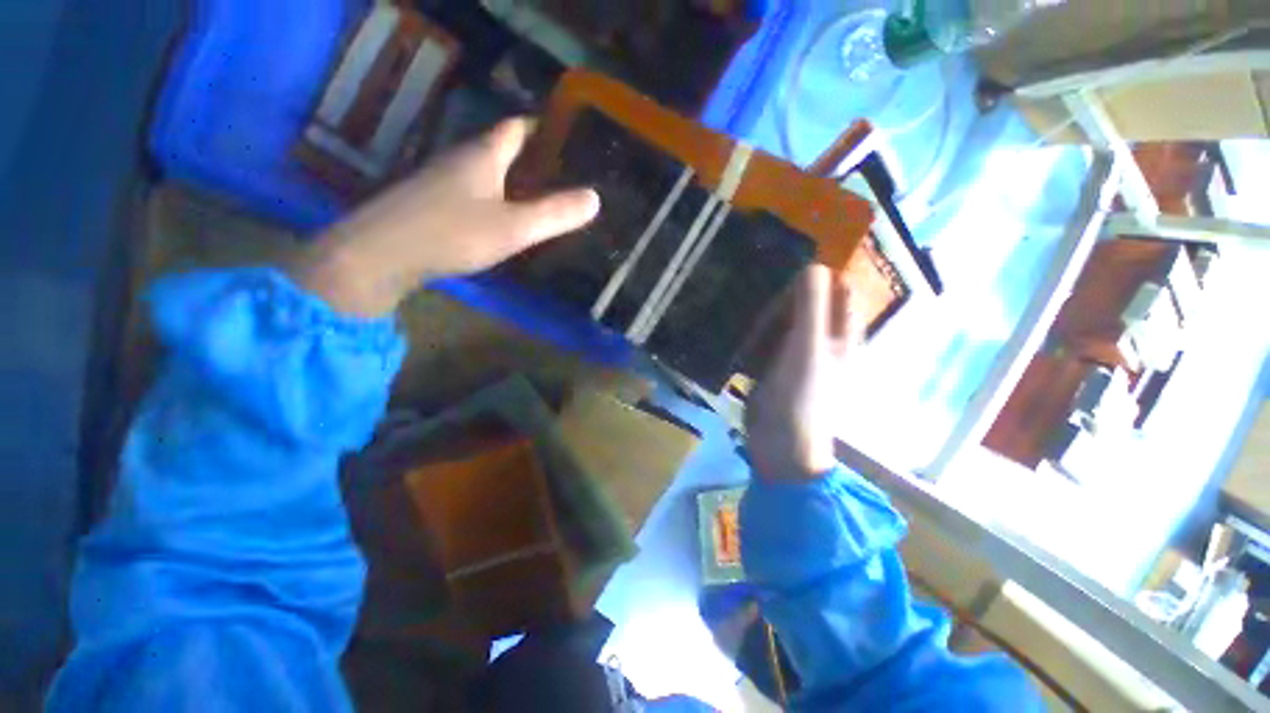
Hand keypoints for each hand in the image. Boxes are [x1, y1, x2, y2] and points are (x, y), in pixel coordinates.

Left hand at [292, 118, 600, 316]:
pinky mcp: (432, 205)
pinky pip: (472, 193)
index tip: (565, 135)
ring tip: (541, 195)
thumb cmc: (453, 233)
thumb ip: (555, 214)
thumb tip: (595, 198)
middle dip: (530, 156)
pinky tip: (504, 218)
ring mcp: (442, 182)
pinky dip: (494, 198)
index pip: (515, 128)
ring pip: (485, 172)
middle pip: (500, 148)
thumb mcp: (514, 226)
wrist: (382, 254)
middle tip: (562, 172)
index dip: (540, 127)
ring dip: (511, 178)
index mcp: (483, 155)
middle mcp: (461, 160)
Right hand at [745, 266, 858, 480]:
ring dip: (772, 310)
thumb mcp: (808, 347)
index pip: (841, 294)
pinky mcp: (775, 368)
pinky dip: (758, 330)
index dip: (828, 274)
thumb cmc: (801, 395)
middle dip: (792, 292)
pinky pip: (768, 340)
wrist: (780, 442)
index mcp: (841, 337)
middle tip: (764, 277)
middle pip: (812, 306)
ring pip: (787, 322)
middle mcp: (823, 343)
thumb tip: (813, 264)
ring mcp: (797, 356)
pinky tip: (742, 325)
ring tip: (749, 296)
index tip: (797, 261)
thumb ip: (811, 306)